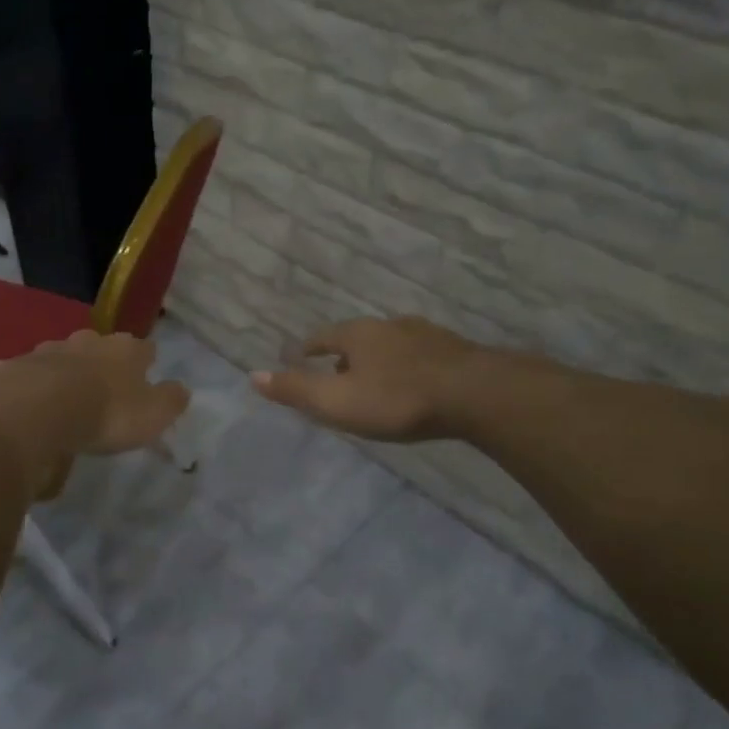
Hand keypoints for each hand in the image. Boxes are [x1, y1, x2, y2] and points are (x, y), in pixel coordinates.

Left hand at [25, 330, 190, 454]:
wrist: (36, 410)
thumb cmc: (106, 412)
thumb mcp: (152, 414)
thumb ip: (170, 401)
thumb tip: (181, 389)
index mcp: (125, 350)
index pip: (144, 348)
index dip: (146, 361)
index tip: (146, 373)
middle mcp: (87, 341)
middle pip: (100, 347)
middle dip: (102, 363)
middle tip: (103, 387)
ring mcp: (47, 351)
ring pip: (61, 357)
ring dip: (65, 374)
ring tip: (64, 400)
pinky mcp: (13, 367)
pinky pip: (28, 377)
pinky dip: (31, 389)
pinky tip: (29, 409)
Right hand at [252, 316, 479, 441]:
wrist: (475, 394)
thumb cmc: (397, 399)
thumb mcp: (337, 401)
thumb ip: (296, 390)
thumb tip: (252, 375)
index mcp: (357, 334)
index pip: (323, 337)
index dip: (309, 348)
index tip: (300, 356)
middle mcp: (389, 326)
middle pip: (357, 339)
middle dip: (344, 356)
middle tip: (336, 376)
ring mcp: (425, 335)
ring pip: (391, 345)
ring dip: (378, 360)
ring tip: (375, 381)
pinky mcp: (454, 351)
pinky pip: (419, 356)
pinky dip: (407, 367)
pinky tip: (414, 384)